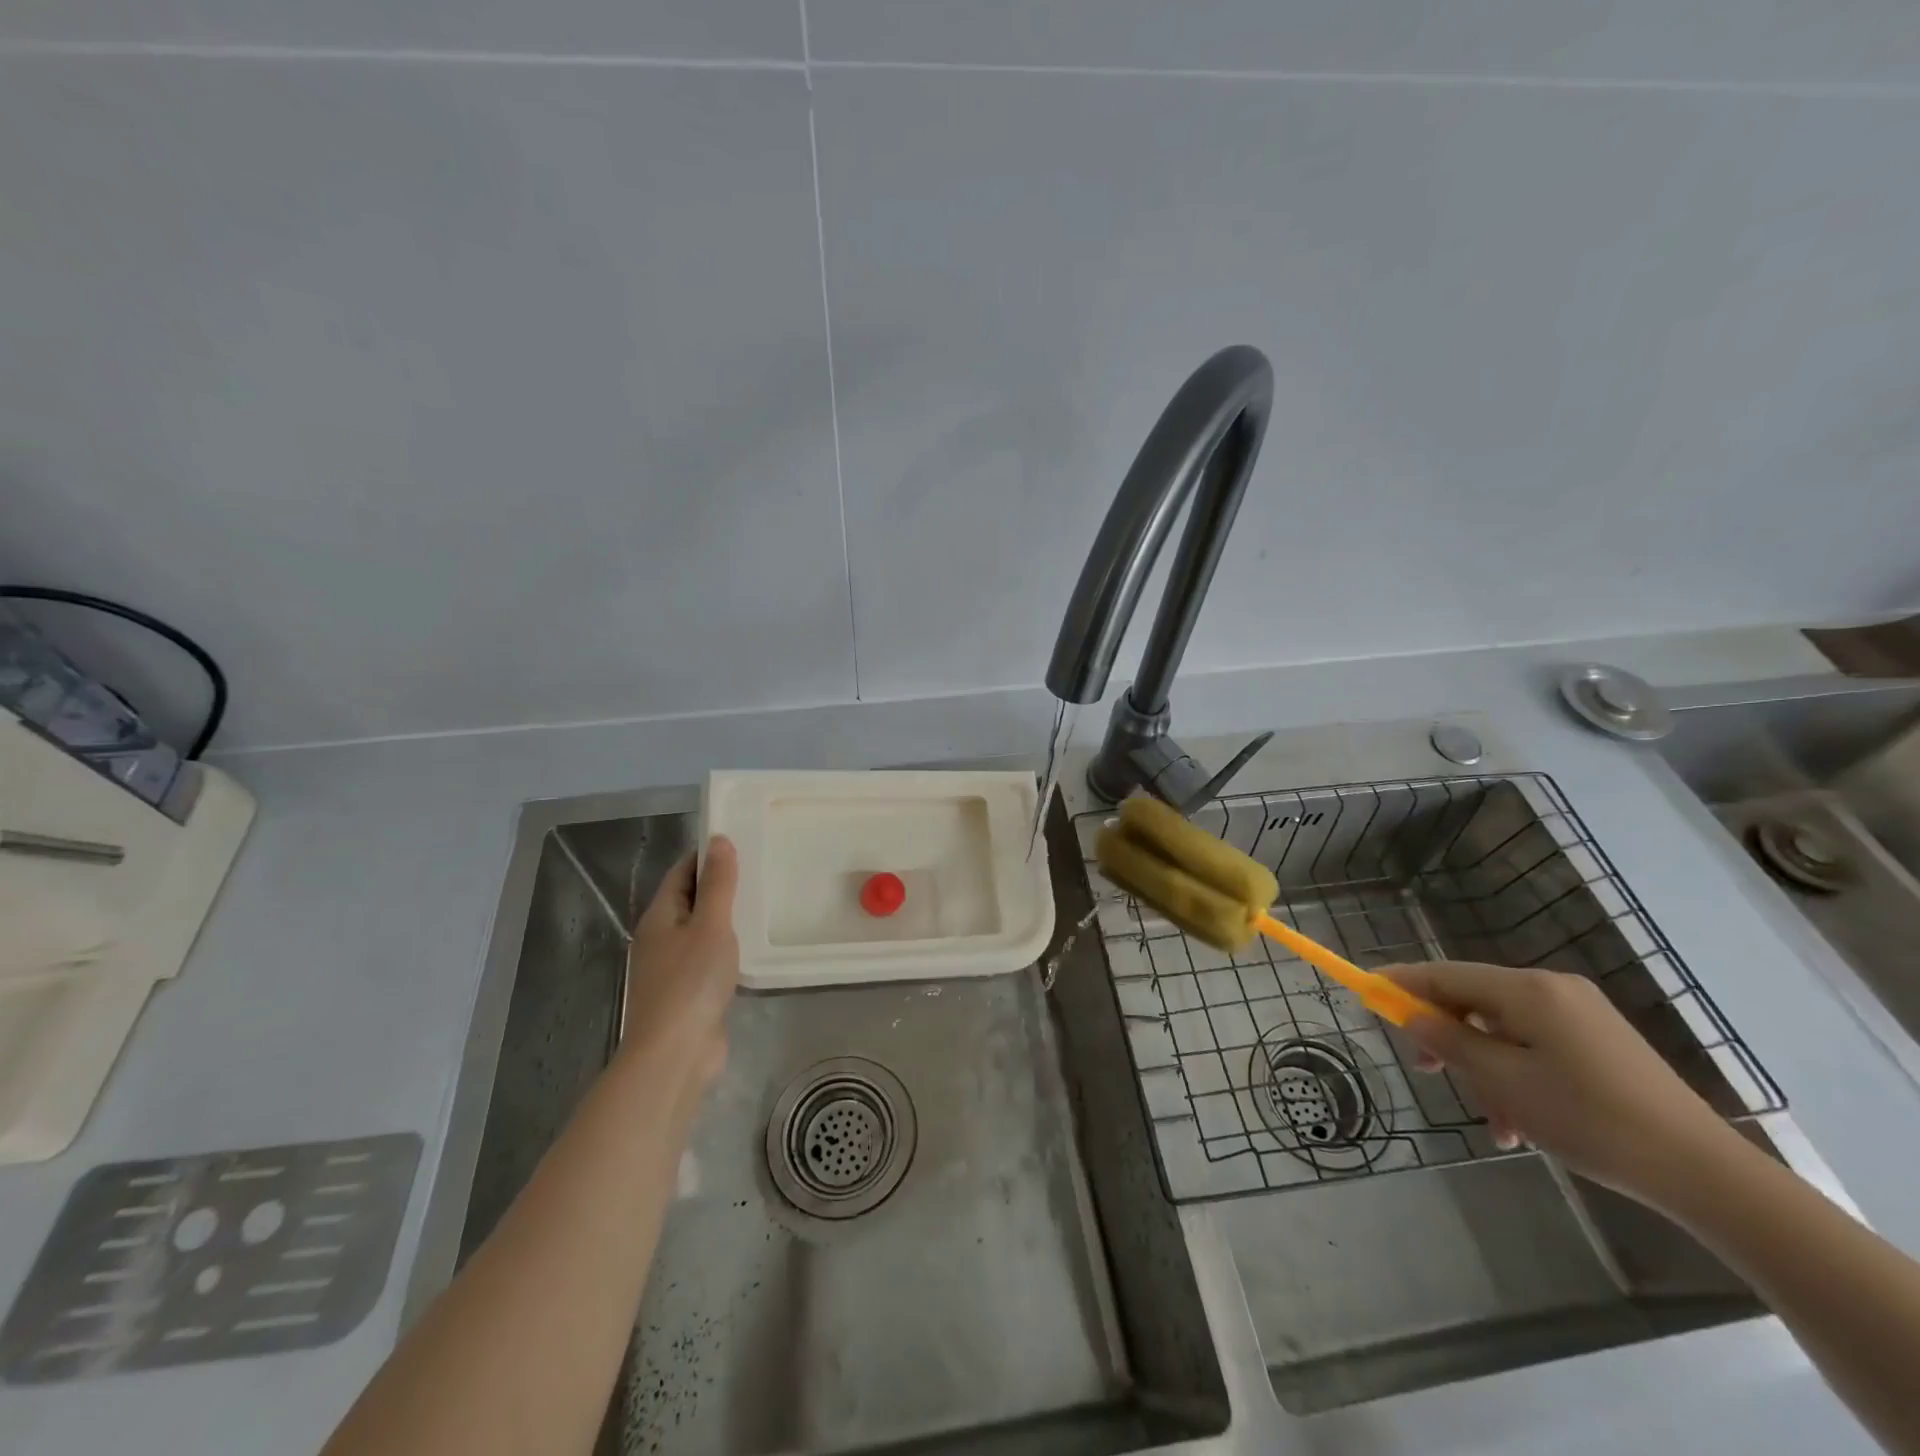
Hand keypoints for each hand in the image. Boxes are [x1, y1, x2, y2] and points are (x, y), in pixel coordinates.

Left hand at [619, 835, 739, 1088]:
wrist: (675, 1055)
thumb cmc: (690, 983)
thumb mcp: (710, 925)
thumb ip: (717, 884)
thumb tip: (719, 840)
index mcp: (659, 917)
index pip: (682, 872)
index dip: (707, 855)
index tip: (741, 842)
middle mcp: (660, 938)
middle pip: (690, 900)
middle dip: (720, 884)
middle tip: (761, 869)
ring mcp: (672, 968)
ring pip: (700, 930)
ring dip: (726, 917)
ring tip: (763, 903)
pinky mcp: (688, 994)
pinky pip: (708, 957)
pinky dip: (728, 947)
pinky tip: (752, 947)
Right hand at [1381, 960, 1738, 1208]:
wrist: (1705, 1173)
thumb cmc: (1590, 1120)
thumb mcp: (1504, 1083)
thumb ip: (1448, 1041)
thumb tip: (1411, 1014)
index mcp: (1527, 990)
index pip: (1444, 973)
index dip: (1401, 981)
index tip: (1365, 989)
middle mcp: (1552, 989)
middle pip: (1473, 999)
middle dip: (1445, 1034)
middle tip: (1422, 1069)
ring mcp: (1581, 1015)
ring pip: (1504, 1030)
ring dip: (1484, 1068)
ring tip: (1490, 1121)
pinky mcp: (1601, 1043)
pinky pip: (1536, 1046)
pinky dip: (1516, 1075)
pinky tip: (1521, 1125)